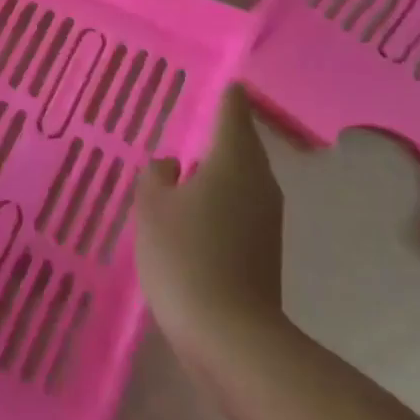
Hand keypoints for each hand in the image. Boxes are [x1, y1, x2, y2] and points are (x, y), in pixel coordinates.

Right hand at [134, 86, 286, 344]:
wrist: (229, 336)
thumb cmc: (185, 256)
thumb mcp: (152, 208)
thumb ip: (157, 176)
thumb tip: (173, 166)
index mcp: (234, 160)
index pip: (233, 111)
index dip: (224, 94)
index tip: (214, 83)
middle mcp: (259, 181)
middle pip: (241, 143)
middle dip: (218, 132)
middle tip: (187, 121)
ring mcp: (267, 218)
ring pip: (241, 177)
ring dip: (217, 169)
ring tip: (183, 166)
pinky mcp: (265, 249)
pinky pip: (240, 206)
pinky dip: (219, 198)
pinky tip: (193, 211)